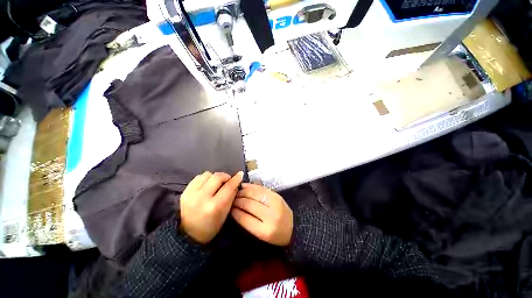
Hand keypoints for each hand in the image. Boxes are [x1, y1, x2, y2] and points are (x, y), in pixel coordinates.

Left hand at [180, 171, 243, 243]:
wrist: (189, 234)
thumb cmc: (212, 226)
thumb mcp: (226, 213)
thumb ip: (232, 195)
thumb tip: (236, 181)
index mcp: (214, 206)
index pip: (228, 187)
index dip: (236, 179)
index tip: (240, 174)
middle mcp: (202, 198)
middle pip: (217, 177)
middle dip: (225, 176)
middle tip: (228, 180)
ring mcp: (191, 194)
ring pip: (207, 174)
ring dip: (214, 177)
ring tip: (216, 184)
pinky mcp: (184, 192)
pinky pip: (198, 177)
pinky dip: (205, 179)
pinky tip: (207, 185)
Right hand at [231, 183, 292, 245]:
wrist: (294, 227)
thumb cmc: (276, 235)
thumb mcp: (261, 235)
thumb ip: (248, 223)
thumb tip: (235, 209)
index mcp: (265, 231)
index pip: (245, 219)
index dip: (235, 212)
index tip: (229, 207)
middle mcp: (270, 216)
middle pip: (249, 205)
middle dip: (238, 200)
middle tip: (231, 198)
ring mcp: (275, 204)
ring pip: (255, 195)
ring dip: (244, 192)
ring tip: (237, 192)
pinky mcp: (277, 196)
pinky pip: (262, 189)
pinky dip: (252, 187)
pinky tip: (245, 186)